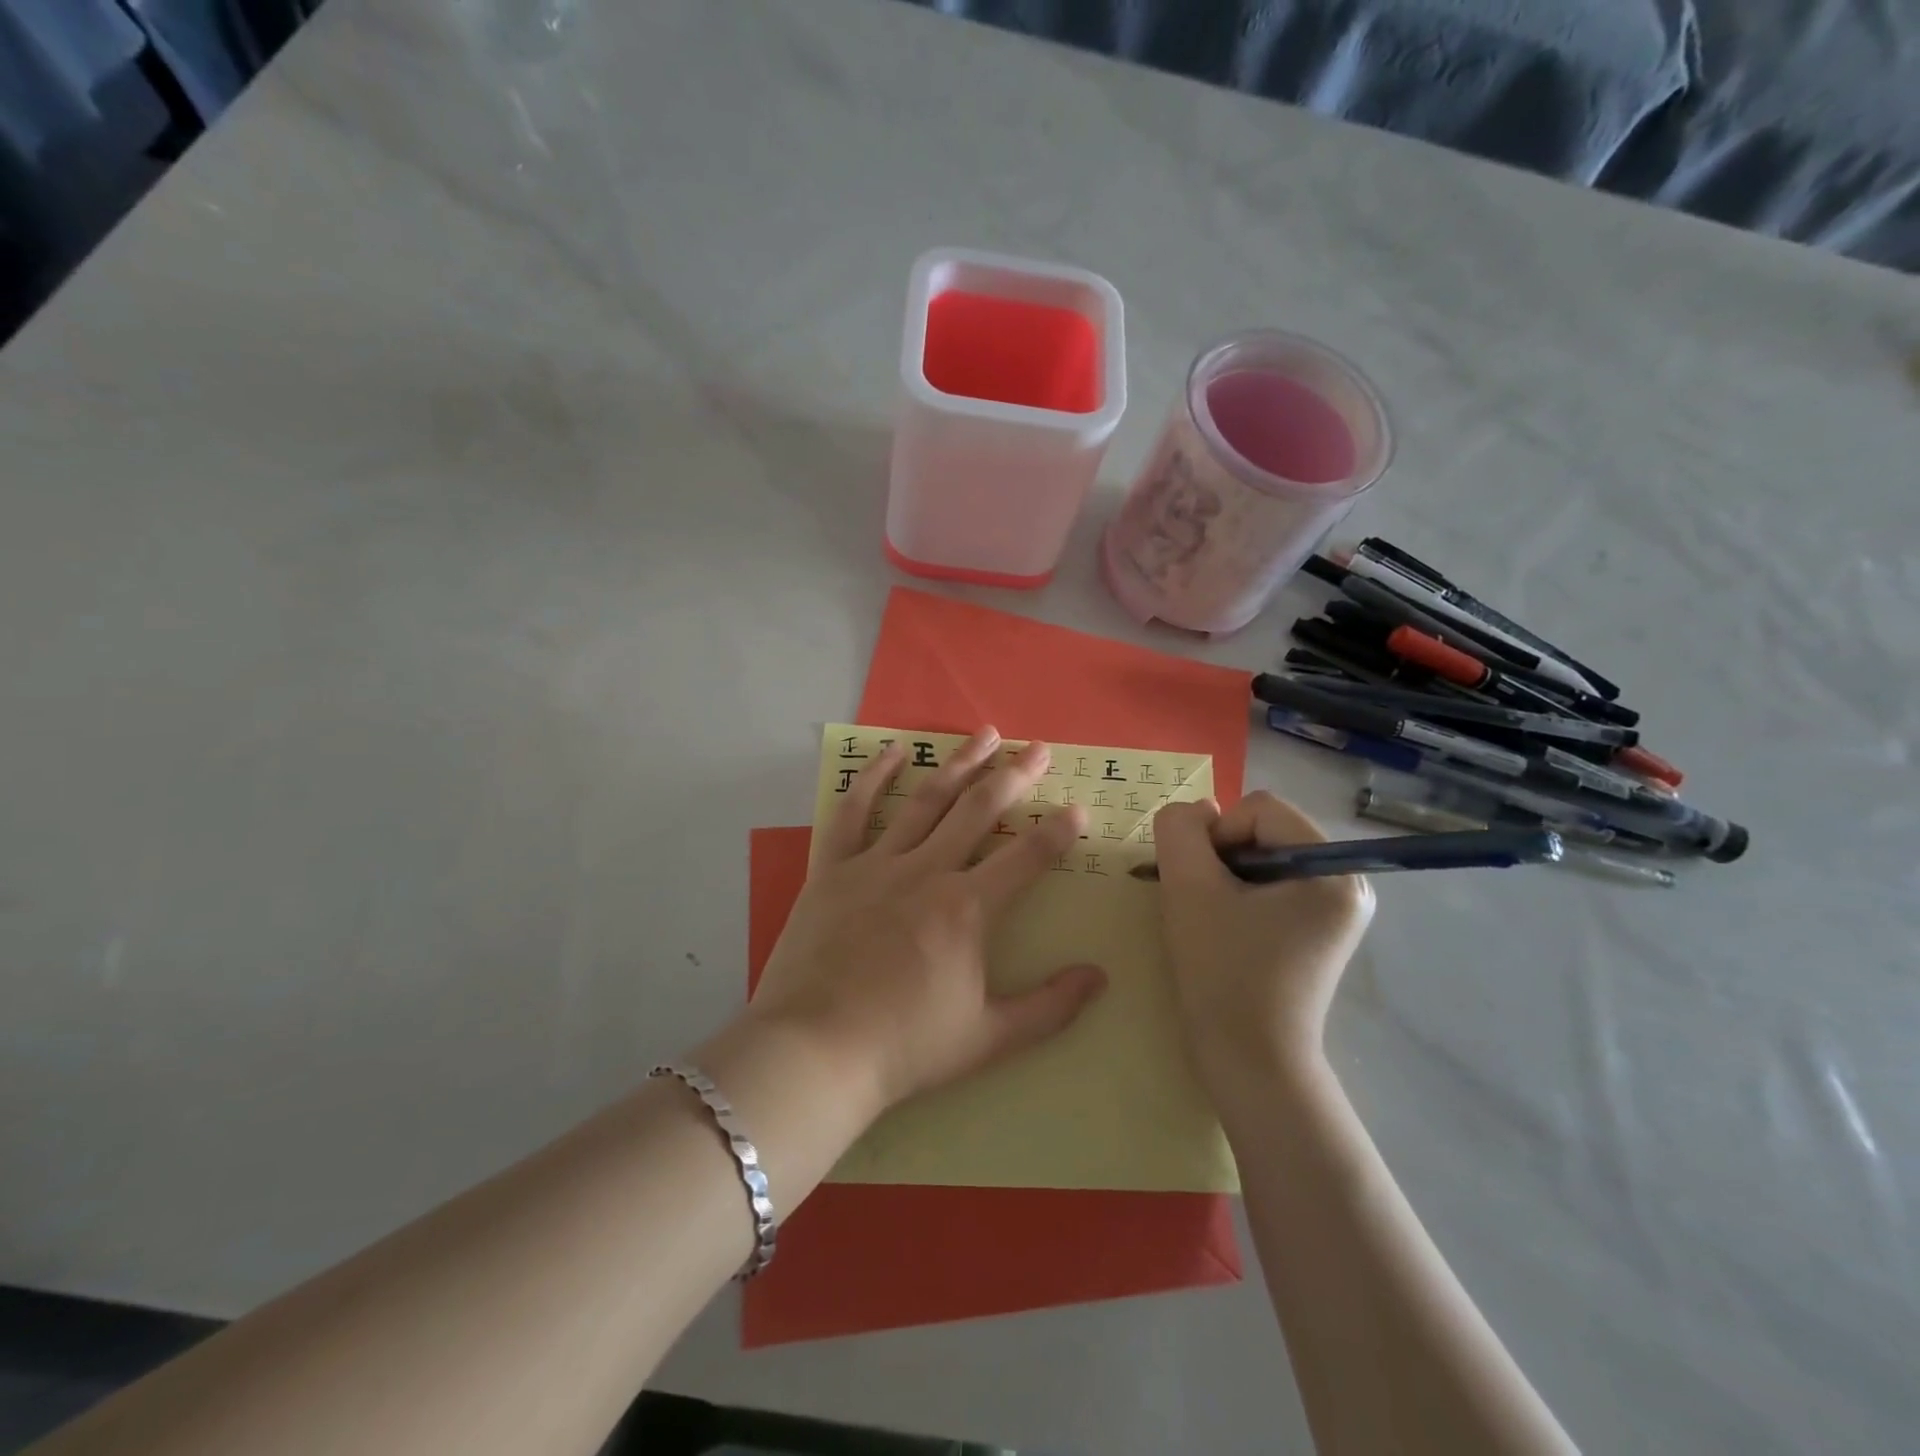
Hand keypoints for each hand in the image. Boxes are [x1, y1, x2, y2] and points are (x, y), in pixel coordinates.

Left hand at [746, 728, 1107, 1114]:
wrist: (815, 1051)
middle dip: (1015, 776)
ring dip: (960, 763)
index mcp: (967, 908)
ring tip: (985, 734)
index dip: (1058, 831)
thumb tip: (1099, 977)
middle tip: (1038, 748)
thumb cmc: (905, 1047)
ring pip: (926, 799)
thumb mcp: (989, 1038)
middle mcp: (927, 871)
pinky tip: (894, 751)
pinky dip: (873, 777)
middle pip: (979, 810)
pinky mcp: (834, 868)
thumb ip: (1050, 1007)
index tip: (1078, 808)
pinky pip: (854, 812)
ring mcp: (876, 864)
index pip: (1027, 857)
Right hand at [1154, 792, 1373, 1079]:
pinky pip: (1271, 886)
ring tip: (1211, 919)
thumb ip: (1180, 831)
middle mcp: (1347, 882)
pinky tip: (1225, 930)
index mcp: (1332, 869)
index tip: (1200, 884)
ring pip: (1262, 857)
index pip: (1259, 809)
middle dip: (1221, 858)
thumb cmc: (1223, 974)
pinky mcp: (1319, 931)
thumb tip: (1195, 811)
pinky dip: (1239, 896)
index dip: (1216, 835)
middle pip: (1264, 831)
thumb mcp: (1188, 889)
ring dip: (1225, 877)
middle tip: (1201, 903)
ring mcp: (1335, 910)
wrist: (1250, 1063)